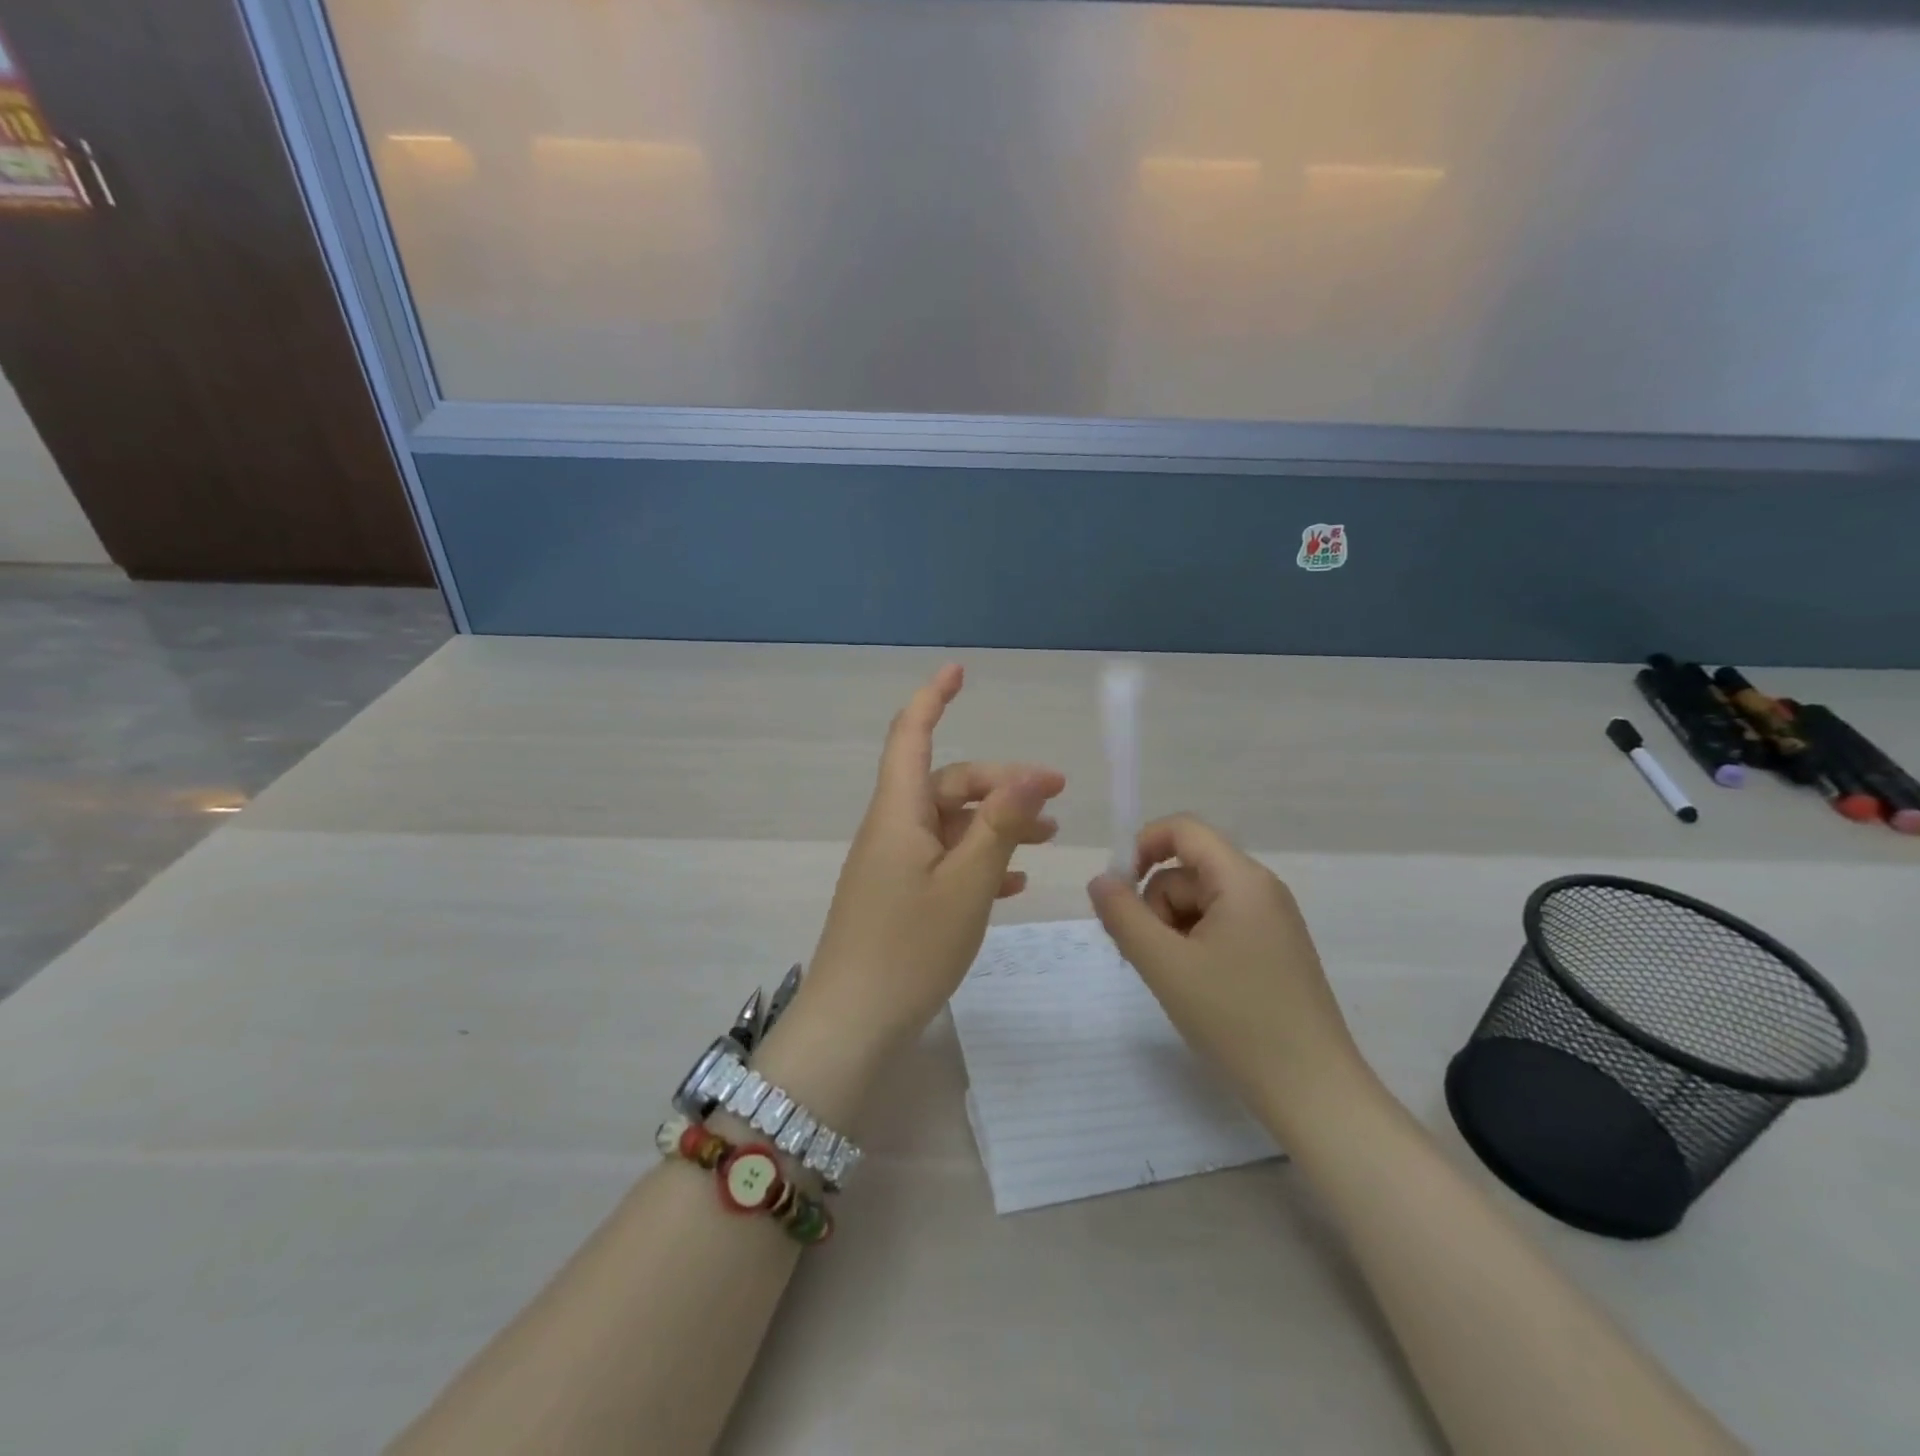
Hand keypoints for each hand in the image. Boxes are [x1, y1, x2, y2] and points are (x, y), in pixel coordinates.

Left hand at [802, 664, 1065, 1049]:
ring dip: (996, 825)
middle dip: (1001, 784)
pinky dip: (978, 861)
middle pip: (947, 784)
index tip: (959, 670)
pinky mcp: (898, 896)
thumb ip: (1001, 825)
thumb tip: (1036, 771)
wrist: (852, 1025)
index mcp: (898, 813)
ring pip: (950, 825)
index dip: (933, 698)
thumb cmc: (908, 949)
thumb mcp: (966, 884)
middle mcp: (892, 829)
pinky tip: (1013, 884)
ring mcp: (893, 864)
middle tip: (1057, 802)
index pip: (911, 735)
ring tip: (1047, 839)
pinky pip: (943, 862)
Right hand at [1087, 814, 1365, 1129]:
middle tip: (1144, 956)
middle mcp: (1261, 890)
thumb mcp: (1165, 965)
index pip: (1183, 830)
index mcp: (1242, 880)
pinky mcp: (1273, 951)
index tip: (1116, 892)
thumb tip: (1100, 880)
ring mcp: (1271, 922)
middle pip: (1187, 871)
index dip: (1142, 847)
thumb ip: (1123, 916)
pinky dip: (1193, 946)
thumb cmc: (1236, 1020)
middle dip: (1155, 905)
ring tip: (1170, 979)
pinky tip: (1193, 987)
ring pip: (1199, 903)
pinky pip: (1219, 927)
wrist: (1313, 1093)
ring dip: (1171, 930)